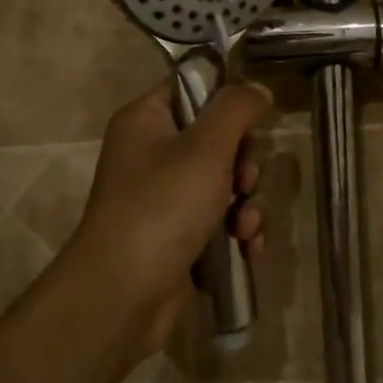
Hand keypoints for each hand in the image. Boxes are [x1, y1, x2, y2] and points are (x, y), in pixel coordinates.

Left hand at [67, 80, 270, 359]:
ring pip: (225, 183)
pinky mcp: (178, 235)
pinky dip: (237, 231)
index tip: (254, 120)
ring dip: (246, 203)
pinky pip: (220, 220)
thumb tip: (258, 88)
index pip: (192, 89)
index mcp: (146, 121)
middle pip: (217, 139)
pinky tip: (246, 246)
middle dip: (244, 164)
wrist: (124, 293)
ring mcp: (164, 198)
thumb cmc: (163, 206)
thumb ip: (237, 108)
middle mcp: (152, 154)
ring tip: (245, 225)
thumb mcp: (206, 146)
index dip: (227, 101)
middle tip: (245, 181)